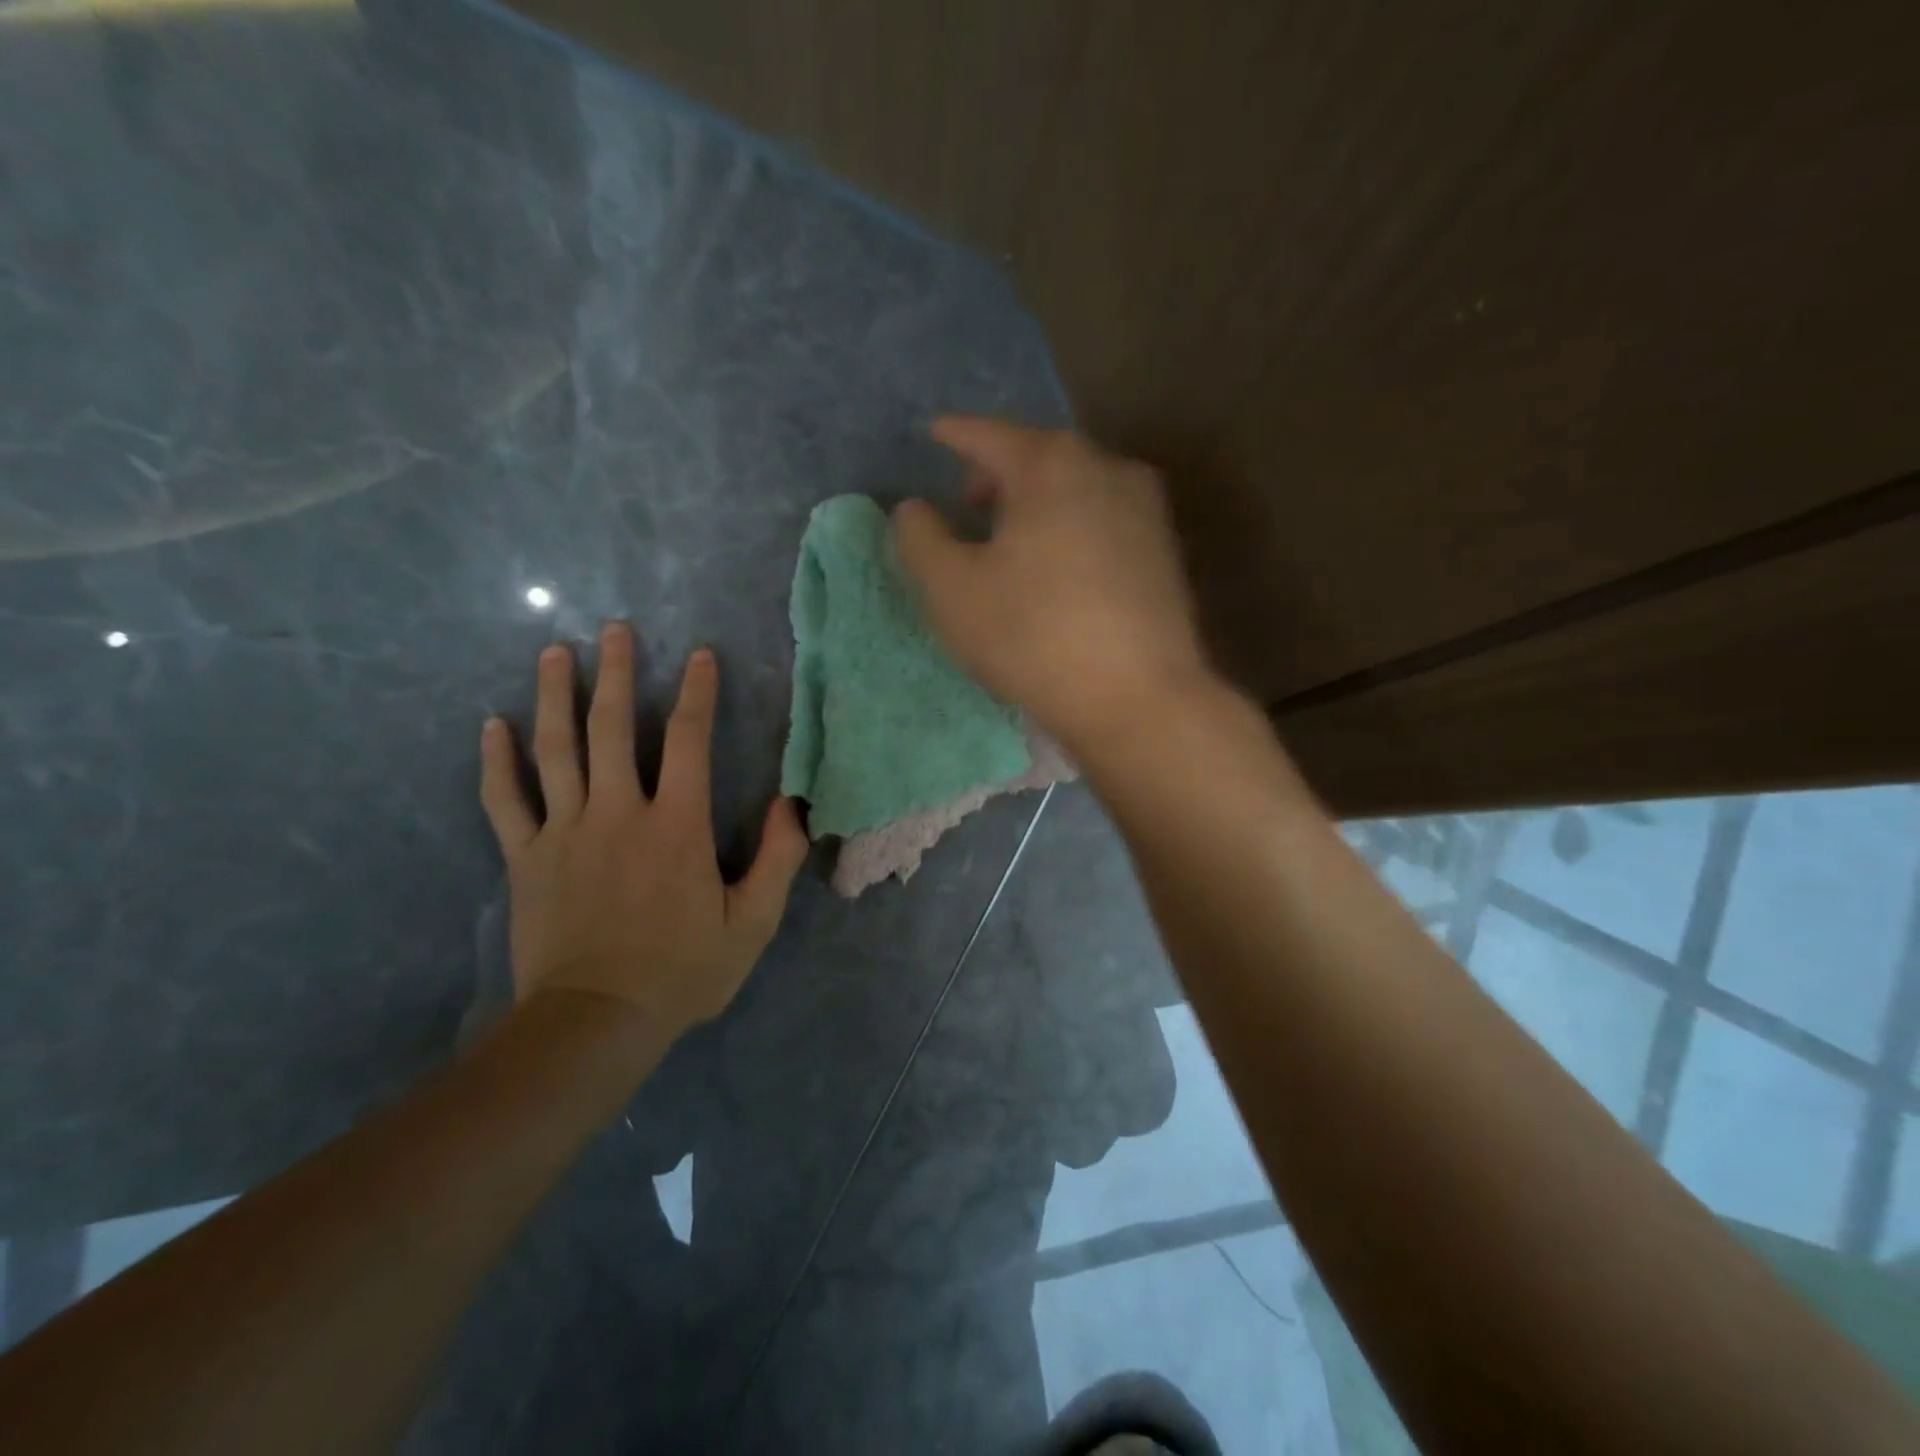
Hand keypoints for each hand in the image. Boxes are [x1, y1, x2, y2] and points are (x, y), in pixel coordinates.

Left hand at [478, 622, 807, 1042]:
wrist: (595, 1022)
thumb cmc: (681, 971)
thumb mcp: (752, 923)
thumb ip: (777, 859)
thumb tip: (793, 804)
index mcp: (676, 826)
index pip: (688, 742)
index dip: (697, 694)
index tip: (699, 654)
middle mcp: (618, 814)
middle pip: (612, 729)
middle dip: (616, 673)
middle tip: (613, 628)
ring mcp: (564, 832)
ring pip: (555, 750)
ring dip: (555, 696)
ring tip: (556, 652)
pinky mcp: (526, 858)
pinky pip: (506, 800)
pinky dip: (497, 761)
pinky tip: (493, 725)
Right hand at [892, 416, 1208, 751]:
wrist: (1138, 699)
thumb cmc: (1033, 636)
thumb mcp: (951, 590)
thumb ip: (920, 538)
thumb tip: (915, 508)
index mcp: (1051, 463)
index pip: (988, 435)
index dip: (954, 435)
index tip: (934, 434)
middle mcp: (1107, 467)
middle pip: (1037, 456)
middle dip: (997, 474)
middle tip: (966, 505)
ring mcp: (1145, 508)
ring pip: (1074, 487)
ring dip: (1035, 503)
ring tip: (1010, 541)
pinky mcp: (1164, 550)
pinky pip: (1101, 519)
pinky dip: (1069, 527)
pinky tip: (1056, 568)